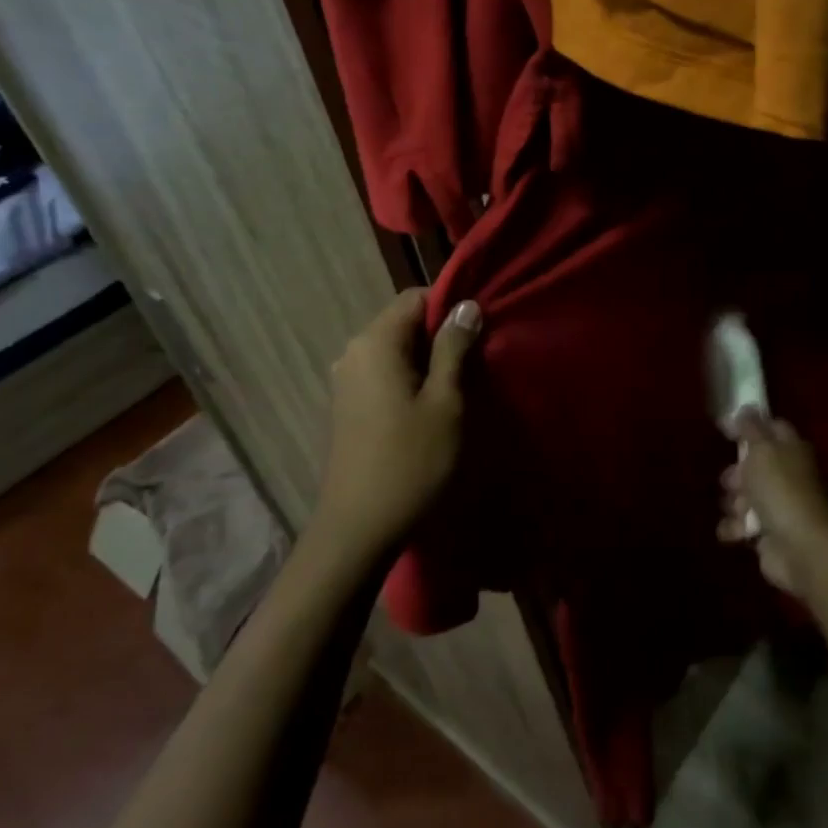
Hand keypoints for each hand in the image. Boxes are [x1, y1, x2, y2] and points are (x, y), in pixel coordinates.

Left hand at [313, 289, 481, 562]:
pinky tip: (431, 408)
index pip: (416, 297)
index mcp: (375, 342)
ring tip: (459, 389)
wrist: (359, 529)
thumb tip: (466, 305)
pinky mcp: (348, 406)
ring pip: (397, 350)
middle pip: (404, 322)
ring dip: (429, 361)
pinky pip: (385, 374)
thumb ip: (454, 348)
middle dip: (442, 336)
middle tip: (477, 365)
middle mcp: (353, 352)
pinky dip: (411, 379)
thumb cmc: (411, 461)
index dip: (451, 308)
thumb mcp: (445, 401)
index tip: (480, 333)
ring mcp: (346, 380)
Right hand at [717, 410, 827, 596]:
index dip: (749, 425)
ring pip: (744, 495)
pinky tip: (736, 532)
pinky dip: (735, 528)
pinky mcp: (767, 533)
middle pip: (753, 464)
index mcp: (791, 449)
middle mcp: (787, 474)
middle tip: (731, 480)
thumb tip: (743, 407)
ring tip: (738, 510)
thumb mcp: (762, 450)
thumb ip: (749, 427)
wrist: (799, 548)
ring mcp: (778, 505)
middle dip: (736, 472)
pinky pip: (741, 524)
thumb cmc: (781, 491)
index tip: (724, 428)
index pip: (771, 427)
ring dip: (734, 503)